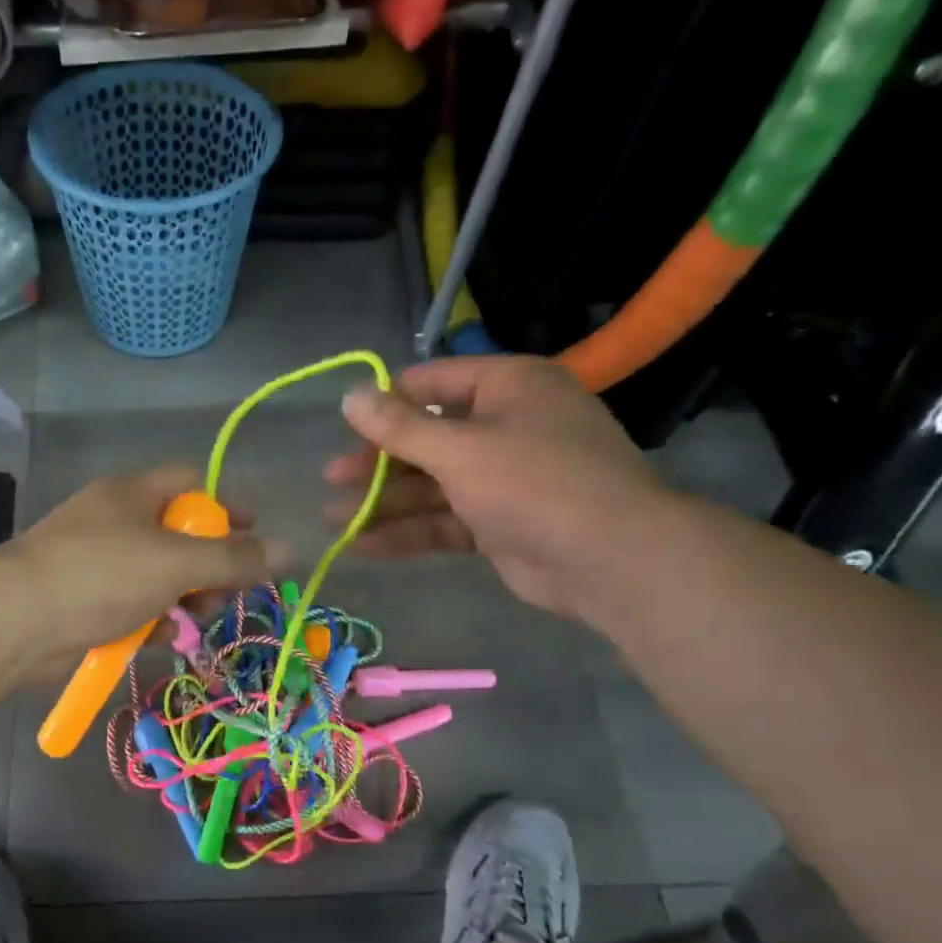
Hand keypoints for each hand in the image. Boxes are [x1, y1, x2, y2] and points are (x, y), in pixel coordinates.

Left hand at [0, 465, 281, 682]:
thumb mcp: (176, 563)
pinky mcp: (87, 601)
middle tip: (222, 594)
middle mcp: (116, 521)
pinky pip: (135, 605)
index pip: (192, 482)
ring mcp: (99, 563)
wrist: (15, 622)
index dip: (228, 505)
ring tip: (190, 620)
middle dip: (209, 566)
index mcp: (133, 493)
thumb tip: (290, 549)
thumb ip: (234, 559)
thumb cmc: (100, 575)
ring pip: (160, 576)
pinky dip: (152, 620)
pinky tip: (160, 637)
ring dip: (184, 599)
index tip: (256, 537)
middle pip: (180, 535)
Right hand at [324, 356, 671, 619]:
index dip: (388, 402)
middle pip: (427, 438)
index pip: (434, 383)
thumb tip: (349, 396)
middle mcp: (506, 426)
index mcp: (508, 388)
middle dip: (378, 462)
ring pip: (432, 485)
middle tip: (332, 477)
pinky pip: (445, 521)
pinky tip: (362, 545)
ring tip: (333, 518)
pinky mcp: (499, 524)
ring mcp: (504, 479)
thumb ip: (399, 427)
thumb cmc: (534, 482)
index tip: (347, 425)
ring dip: (384, 502)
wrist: (609, 559)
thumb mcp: (458, 448)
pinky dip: (407, 532)